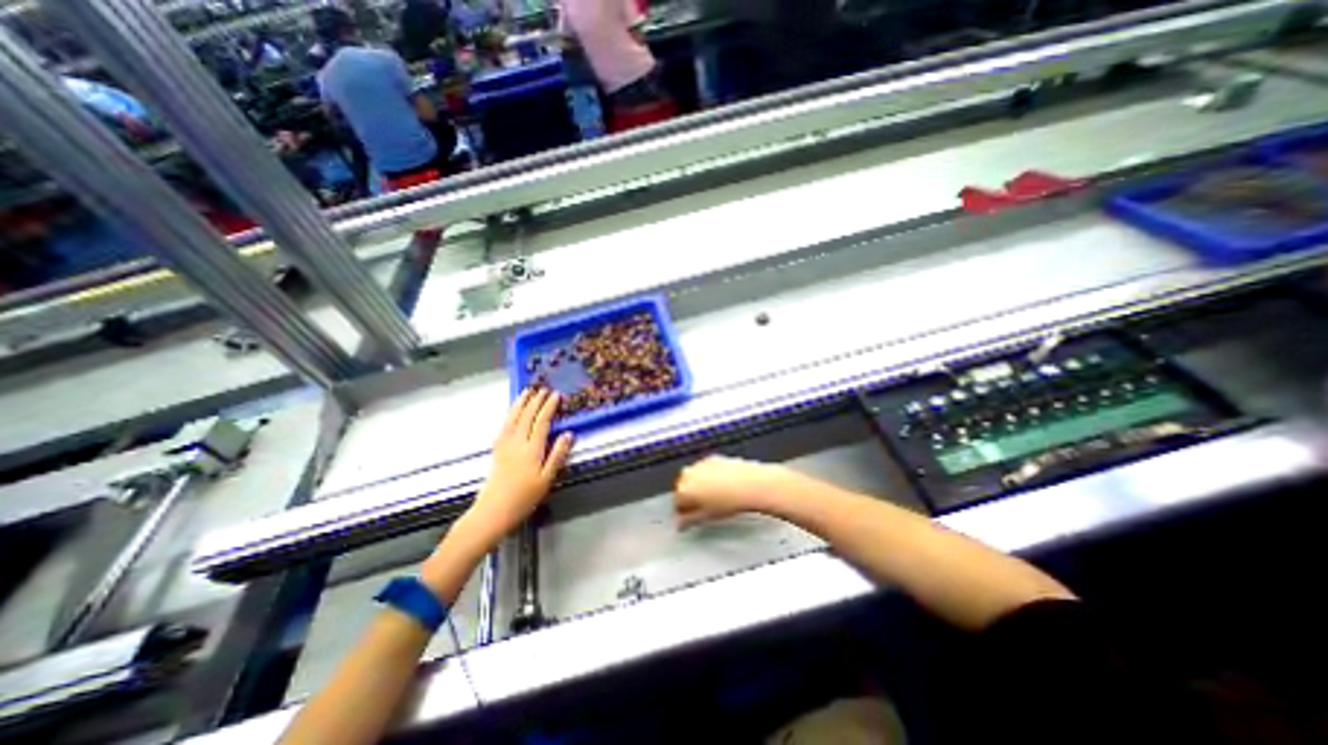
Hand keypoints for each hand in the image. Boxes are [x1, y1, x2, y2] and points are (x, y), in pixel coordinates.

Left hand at [462, 390, 574, 540]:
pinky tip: (512, 411)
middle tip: (543, 388)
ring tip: (527, 391)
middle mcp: (517, 443)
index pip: (542, 422)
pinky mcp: (497, 449)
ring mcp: (505, 445)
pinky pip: (504, 426)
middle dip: (536, 401)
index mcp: (532, 449)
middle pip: (527, 416)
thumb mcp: (547, 479)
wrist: (494, 511)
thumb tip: (568, 434)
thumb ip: (557, 455)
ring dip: (521, 403)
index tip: (556, 395)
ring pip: (513, 418)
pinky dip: (510, 414)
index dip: (549, 407)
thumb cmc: (524, 498)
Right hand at [676, 458, 785, 525]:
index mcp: (684, 488)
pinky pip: (705, 470)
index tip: (689, 518)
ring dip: (699, 487)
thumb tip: (681, 523)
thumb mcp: (706, 517)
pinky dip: (709, 478)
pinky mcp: (712, 458)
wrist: (750, 484)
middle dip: (690, 498)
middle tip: (702, 509)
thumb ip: (689, 521)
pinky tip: (722, 487)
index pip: (677, 503)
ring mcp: (701, 464)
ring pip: (695, 478)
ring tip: (715, 498)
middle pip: (684, 488)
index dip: (683, 512)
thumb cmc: (731, 501)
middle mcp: (689, 473)